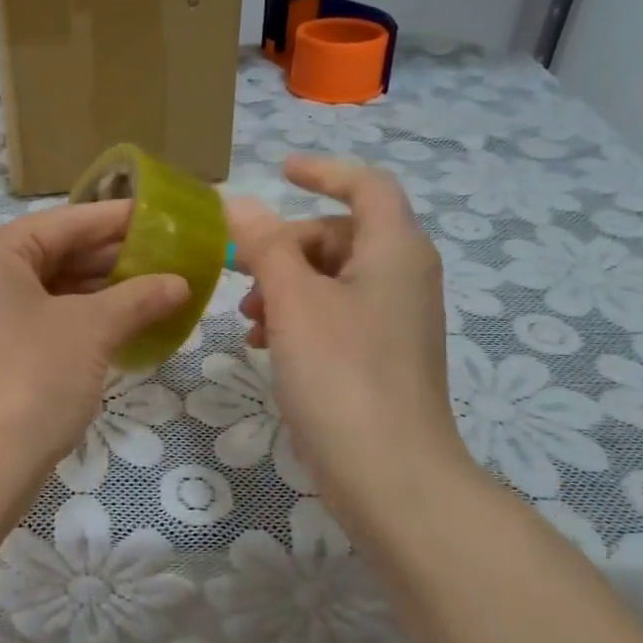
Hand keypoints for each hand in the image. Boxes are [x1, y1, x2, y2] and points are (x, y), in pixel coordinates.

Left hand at [0, 201, 189, 480]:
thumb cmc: (32, 378)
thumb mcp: (91, 330)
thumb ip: (138, 298)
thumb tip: (180, 283)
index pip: (65, 222)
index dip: (117, 219)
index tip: (163, 216)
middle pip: (56, 254)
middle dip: (113, 258)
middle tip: (168, 257)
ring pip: (51, 290)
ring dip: (101, 291)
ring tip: (155, 289)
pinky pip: (42, 320)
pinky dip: (81, 319)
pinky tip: (123, 323)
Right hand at [228, 155, 479, 535]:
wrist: (389, 472)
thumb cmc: (342, 373)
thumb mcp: (295, 301)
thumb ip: (266, 245)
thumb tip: (238, 203)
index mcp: (395, 250)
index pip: (366, 185)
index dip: (323, 171)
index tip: (280, 170)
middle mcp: (404, 276)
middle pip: (341, 234)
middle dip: (287, 246)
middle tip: (243, 274)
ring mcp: (395, 320)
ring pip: (333, 278)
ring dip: (286, 286)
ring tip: (248, 320)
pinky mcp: (381, 356)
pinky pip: (336, 315)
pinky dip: (299, 318)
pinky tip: (265, 346)